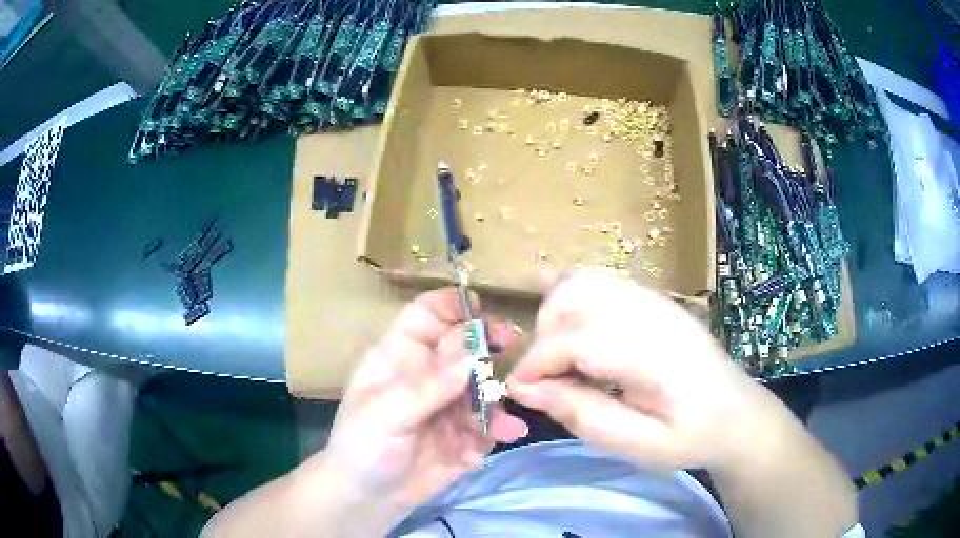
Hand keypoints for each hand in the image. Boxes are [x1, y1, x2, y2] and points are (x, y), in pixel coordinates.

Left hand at [324, 288, 527, 509]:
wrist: (367, 498)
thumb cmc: (361, 447)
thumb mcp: (384, 414)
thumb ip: (427, 387)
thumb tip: (473, 355)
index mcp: (399, 357)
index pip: (426, 315)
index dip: (451, 305)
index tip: (480, 307)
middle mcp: (428, 374)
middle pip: (463, 345)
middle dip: (487, 343)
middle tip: (512, 345)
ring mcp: (448, 405)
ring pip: (482, 385)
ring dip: (496, 398)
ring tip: (505, 423)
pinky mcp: (463, 434)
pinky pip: (488, 424)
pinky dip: (497, 431)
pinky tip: (498, 443)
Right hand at [507, 273, 764, 470]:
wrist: (736, 412)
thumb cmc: (691, 436)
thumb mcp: (638, 444)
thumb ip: (583, 415)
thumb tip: (527, 389)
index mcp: (653, 353)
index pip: (575, 341)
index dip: (536, 364)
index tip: (519, 392)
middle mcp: (650, 312)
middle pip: (572, 300)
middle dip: (542, 339)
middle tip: (543, 381)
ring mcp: (652, 298)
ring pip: (581, 282)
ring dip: (553, 315)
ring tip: (554, 357)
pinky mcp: (651, 298)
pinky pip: (600, 279)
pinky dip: (569, 289)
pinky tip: (552, 297)